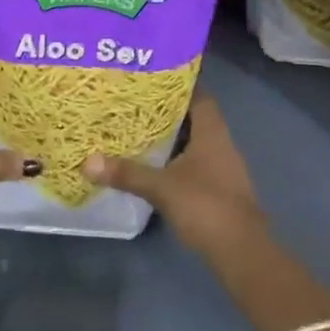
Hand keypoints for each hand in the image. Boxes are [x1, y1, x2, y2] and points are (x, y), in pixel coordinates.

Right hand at [81, 93, 264, 254]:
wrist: (242, 253)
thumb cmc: (205, 206)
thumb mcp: (161, 187)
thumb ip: (127, 173)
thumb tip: (87, 161)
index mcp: (212, 132)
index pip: (199, 95)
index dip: (180, 83)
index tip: (153, 77)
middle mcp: (221, 143)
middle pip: (195, 117)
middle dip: (168, 110)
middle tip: (136, 102)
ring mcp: (222, 168)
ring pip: (194, 142)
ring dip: (171, 136)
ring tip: (139, 129)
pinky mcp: (219, 189)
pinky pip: (195, 163)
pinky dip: (176, 160)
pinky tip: (154, 164)